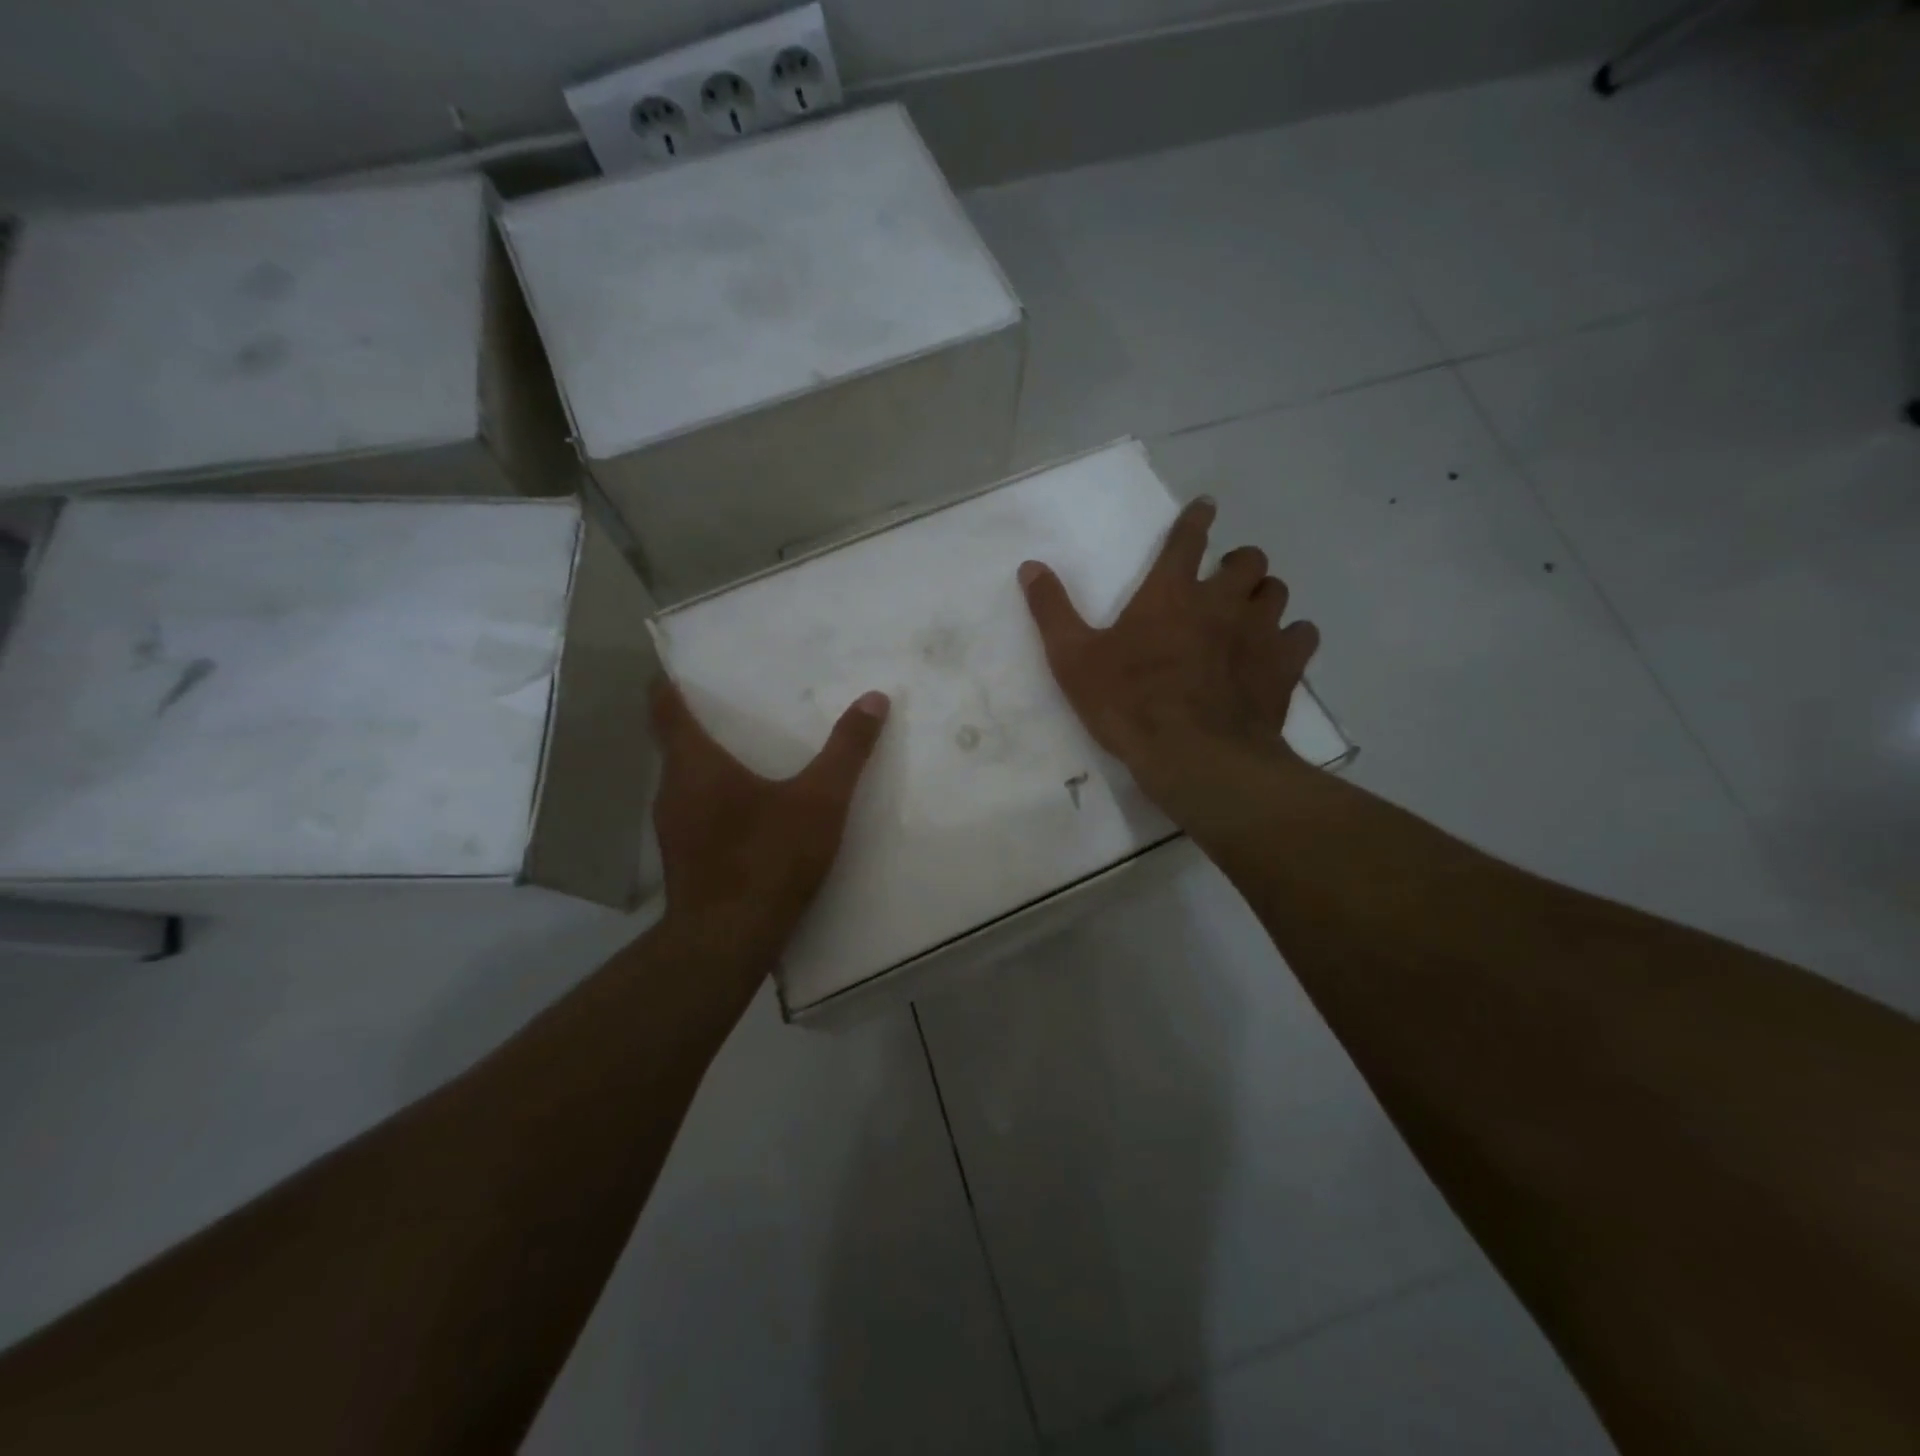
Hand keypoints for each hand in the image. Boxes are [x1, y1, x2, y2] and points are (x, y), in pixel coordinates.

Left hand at [650, 679, 889, 979]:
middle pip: (675, 744)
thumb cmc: (768, 858)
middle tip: (734, 707)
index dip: (668, 684)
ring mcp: (672, 829)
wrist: (728, 940)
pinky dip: (714, 800)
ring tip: (747, 755)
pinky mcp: (682, 860)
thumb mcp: (820, 800)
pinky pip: (694, 812)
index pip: (665, 708)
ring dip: (708, 765)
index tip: (677, 668)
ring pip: (685, 782)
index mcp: (695, 764)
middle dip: (700, 724)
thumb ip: (847, 750)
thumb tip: (874, 699)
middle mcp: (672, 790)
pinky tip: (747, 811)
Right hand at [1018, 496, 1318, 804]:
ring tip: (1251, 612)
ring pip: (1277, 592)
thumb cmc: (1129, 704)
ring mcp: (1259, 633)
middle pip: (1248, 560)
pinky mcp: (1283, 668)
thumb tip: (1030, 567)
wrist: (1194, 756)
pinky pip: (1303, 635)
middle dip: (1239, 562)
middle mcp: (1222, 602)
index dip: (1196, 519)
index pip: (1187, 539)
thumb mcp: (1074, 660)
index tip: (1206, 506)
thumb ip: (1052, 611)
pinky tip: (1279, 650)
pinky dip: (1292, 636)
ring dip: (1264, 595)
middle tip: (1226, 578)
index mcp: (1170, 594)